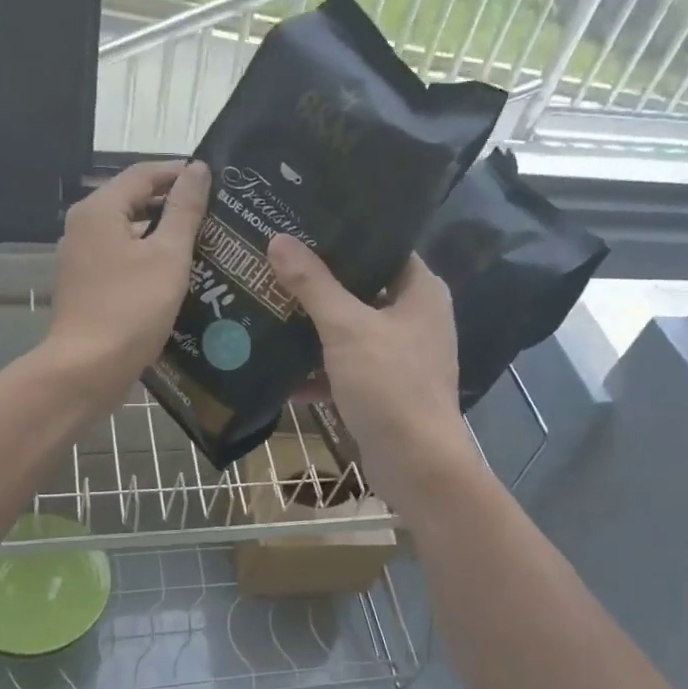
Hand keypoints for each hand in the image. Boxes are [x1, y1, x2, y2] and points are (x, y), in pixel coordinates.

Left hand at [46, 160, 209, 409]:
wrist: (88, 369)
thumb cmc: (131, 308)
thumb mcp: (168, 256)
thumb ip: (184, 209)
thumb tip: (197, 169)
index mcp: (99, 209)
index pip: (144, 173)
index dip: (180, 172)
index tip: (216, 179)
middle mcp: (84, 226)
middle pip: (134, 200)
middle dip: (174, 204)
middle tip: (217, 212)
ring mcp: (82, 257)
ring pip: (129, 232)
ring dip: (164, 233)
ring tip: (206, 242)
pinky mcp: (88, 285)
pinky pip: (123, 258)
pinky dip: (149, 258)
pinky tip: (179, 273)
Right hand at [268, 236, 478, 519]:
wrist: (415, 464)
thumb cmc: (389, 384)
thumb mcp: (346, 328)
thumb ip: (313, 284)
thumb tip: (279, 240)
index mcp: (420, 292)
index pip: (385, 246)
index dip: (347, 234)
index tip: (303, 224)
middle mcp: (415, 318)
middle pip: (362, 288)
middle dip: (319, 282)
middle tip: (275, 261)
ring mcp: (399, 356)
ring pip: (349, 330)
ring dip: (312, 326)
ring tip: (267, 305)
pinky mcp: (382, 388)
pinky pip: (344, 367)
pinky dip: (316, 369)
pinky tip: (275, 368)